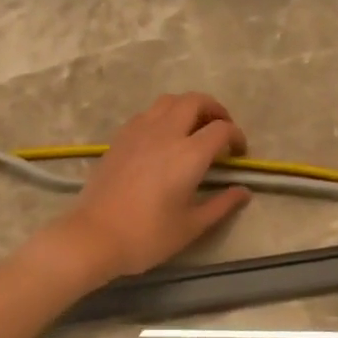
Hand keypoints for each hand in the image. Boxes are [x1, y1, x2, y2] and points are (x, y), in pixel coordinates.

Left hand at [39, 93, 251, 282]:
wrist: (94, 236)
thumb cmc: (147, 236)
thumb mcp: (191, 226)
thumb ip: (222, 205)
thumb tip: (243, 191)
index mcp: (189, 154)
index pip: (221, 129)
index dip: (237, 136)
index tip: (239, 153)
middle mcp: (166, 133)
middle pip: (195, 101)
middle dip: (215, 110)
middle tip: (221, 130)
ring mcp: (139, 131)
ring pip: (169, 101)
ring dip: (188, 107)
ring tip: (194, 128)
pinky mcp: (120, 137)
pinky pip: (148, 113)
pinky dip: (164, 116)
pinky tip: (163, 138)